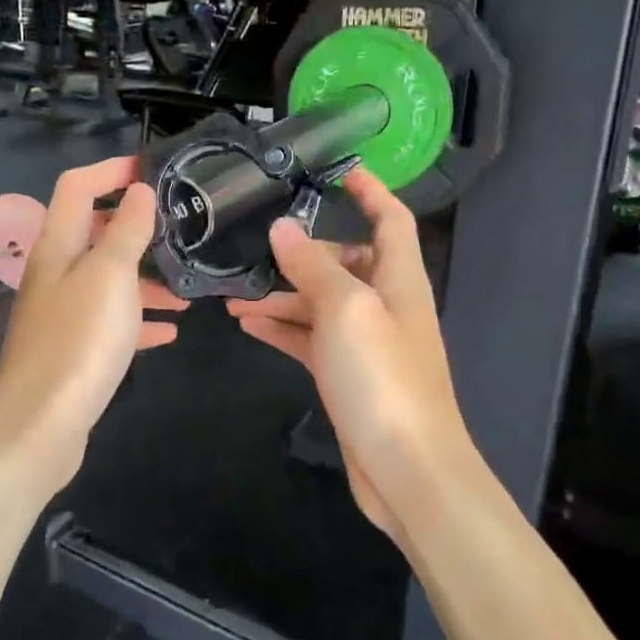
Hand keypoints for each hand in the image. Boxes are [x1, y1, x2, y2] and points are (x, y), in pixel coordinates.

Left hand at [0, 156, 184, 493]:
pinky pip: (113, 323)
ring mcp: (63, 314)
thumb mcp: (110, 276)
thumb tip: (139, 190)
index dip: (111, 170)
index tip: (154, 169)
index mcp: (57, 246)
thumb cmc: (78, 340)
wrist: (39, 427)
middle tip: (181, 230)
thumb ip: (126, 230)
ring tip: (189, 288)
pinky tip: (171, 330)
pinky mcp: (74, 350)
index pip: (77, 187)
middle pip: (95, 234)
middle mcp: (55, 273)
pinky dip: (140, 320)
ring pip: (109, 281)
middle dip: (138, 228)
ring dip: (147, 278)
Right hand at [226, 167, 472, 543]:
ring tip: (233, 293)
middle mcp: (385, 304)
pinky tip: (247, 324)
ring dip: (281, 295)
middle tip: (255, 245)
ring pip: (320, 303)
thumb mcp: (346, 310)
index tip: (338, 170)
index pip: (391, 219)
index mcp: (399, 279)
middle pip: (346, 261)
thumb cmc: (383, 378)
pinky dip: (282, 328)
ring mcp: (365, 342)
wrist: (407, 470)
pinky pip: (310, 339)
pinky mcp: (347, 375)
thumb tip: (285, 228)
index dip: (370, 191)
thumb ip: (313, 267)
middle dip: (303, 252)